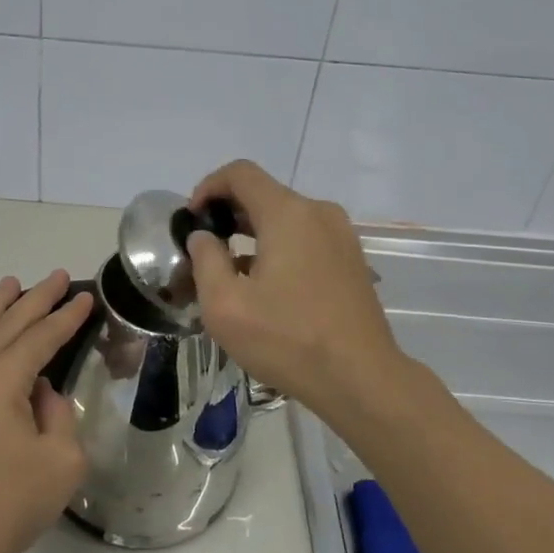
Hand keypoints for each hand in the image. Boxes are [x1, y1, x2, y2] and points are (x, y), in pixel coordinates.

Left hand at [0, 271, 93, 552]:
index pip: (40, 337)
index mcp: (0, 380)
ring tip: (12, 285)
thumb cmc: (9, 505)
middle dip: (35, 299)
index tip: (86, 296)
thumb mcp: (62, 461)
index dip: (66, 316)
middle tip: (58, 276)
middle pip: (6, 324)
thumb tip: (39, 391)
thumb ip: (57, 413)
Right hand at [184, 161, 400, 414]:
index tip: (192, 220)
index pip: (240, 173)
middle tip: (205, 248)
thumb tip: (204, 236)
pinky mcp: (352, 259)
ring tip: (231, 271)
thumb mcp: (225, 305)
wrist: (361, 379)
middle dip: (228, 213)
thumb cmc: (287, 339)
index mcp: (288, 213)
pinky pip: (306, 237)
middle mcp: (318, 212)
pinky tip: (267, 286)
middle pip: (264, 193)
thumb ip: (205, 259)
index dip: (208, 187)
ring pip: (286, 217)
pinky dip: (280, 247)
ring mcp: (341, 235)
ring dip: (253, 233)